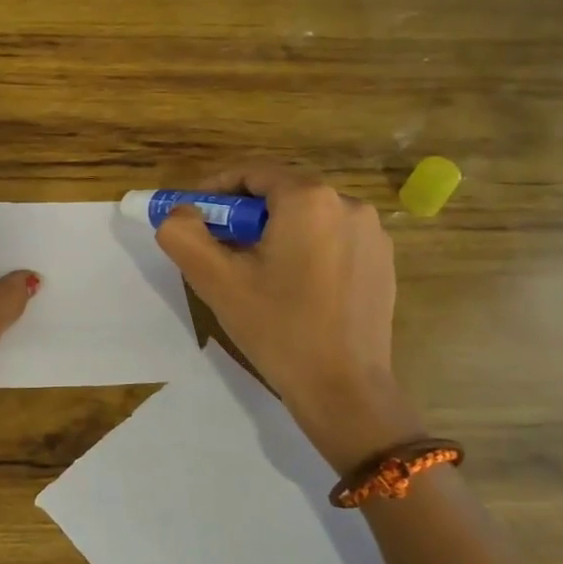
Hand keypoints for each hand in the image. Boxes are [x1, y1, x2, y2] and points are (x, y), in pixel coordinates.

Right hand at [155, 162, 414, 469]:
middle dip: (243, 214)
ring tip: (253, 271)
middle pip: (280, 193)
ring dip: (274, 231)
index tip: (194, 216)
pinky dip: (304, 248)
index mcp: (309, 200)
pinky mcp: (383, 262)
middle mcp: (348, 204)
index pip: (252, 173)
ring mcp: (373, 234)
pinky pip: (332, 238)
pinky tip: (291, 287)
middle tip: (218, 247)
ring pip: (306, 217)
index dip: (216, 189)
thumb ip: (182, 234)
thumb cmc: (277, 328)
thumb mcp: (215, 280)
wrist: (344, 390)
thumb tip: (180, 213)